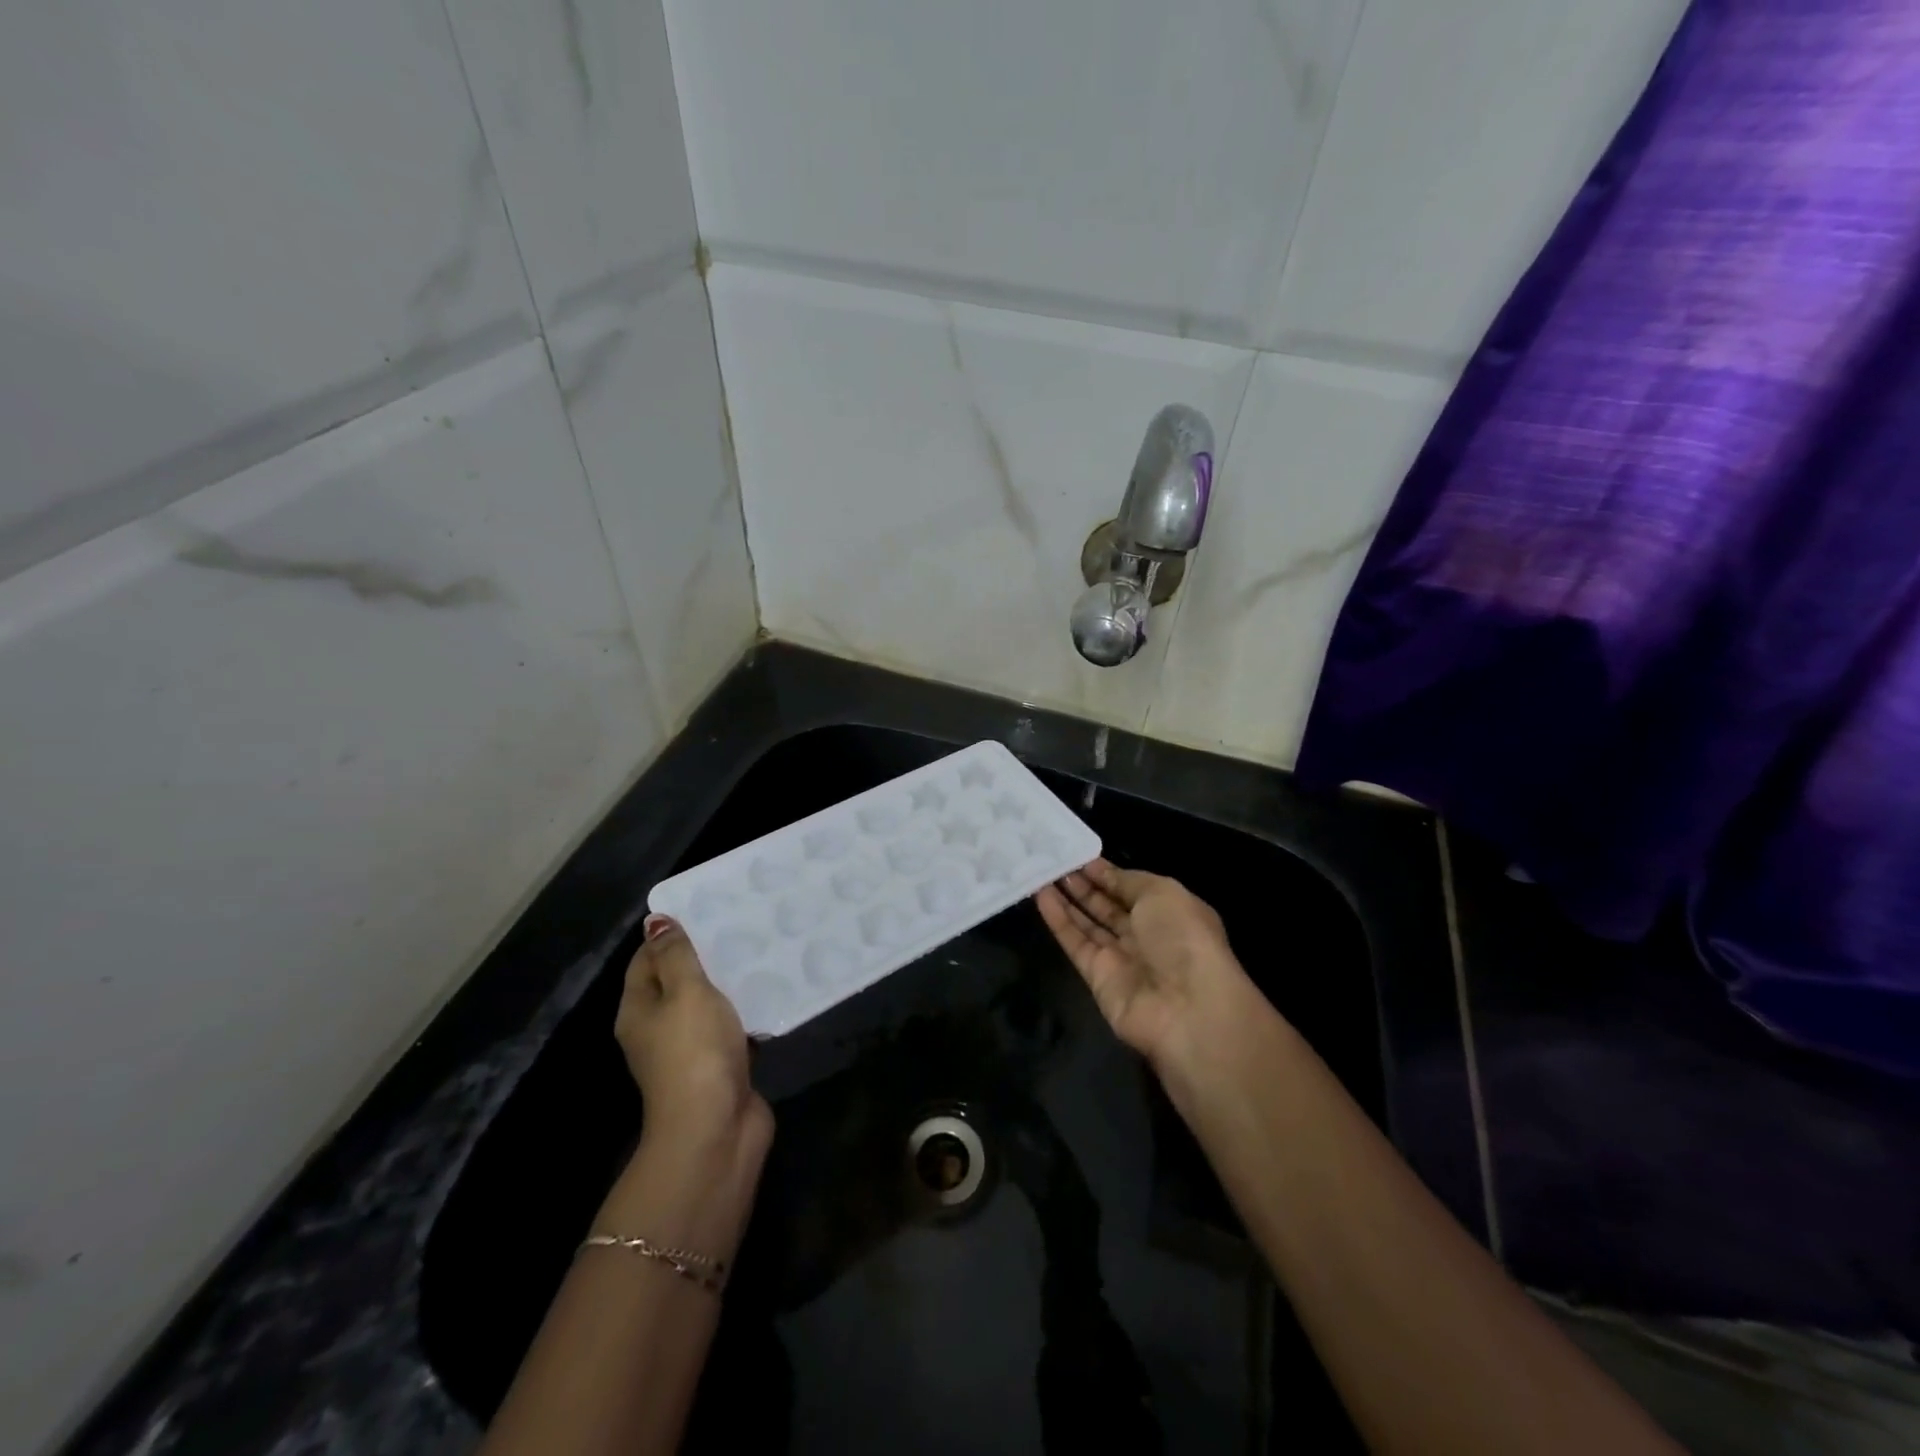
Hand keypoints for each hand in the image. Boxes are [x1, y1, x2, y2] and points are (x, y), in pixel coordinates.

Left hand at [617, 916, 772, 1160]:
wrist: (716, 1129)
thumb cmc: (694, 1051)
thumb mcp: (685, 992)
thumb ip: (675, 955)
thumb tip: (656, 922)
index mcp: (638, 1010)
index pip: (645, 960)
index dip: (668, 934)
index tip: (705, 908)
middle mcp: (658, 1029)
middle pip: (677, 981)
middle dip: (705, 955)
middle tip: (739, 923)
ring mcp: (690, 1050)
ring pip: (708, 1004)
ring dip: (730, 983)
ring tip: (761, 949)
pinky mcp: (720, 1065)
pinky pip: (732, 1027)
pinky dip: (747, 1010)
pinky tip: (771, 990)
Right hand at [1035, 859, 1266, 1072]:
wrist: (1187, 1008)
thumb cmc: (1183, 938)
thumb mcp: (1161, 892)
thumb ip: (1126, 880)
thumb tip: (1102, 871)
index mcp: (1169, 911)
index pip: (1130, 887)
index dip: (1105, 872)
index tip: (1077, 853)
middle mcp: (1145, 934)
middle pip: (1107, 905)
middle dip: (1083, 883)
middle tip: (1053, 860)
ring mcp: (1120, 957)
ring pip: (1088, 923)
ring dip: (1066, 898)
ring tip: (1040, 872)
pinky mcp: (1097, 977)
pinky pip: (1075, 943)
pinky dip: (1058, 920)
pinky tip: (1040, 896)